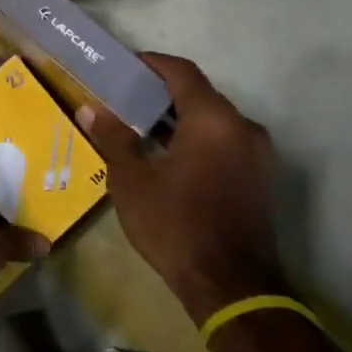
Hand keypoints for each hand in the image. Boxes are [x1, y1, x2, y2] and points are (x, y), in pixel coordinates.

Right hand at [79, 53, 284, 322]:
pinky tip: (168, 156)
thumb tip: (91, 109)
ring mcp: (257, 154)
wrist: (231, 287)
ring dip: (179, 118)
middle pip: (199, 94)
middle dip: (161, 93)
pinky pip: (225, 142)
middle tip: (125, 99)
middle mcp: (242, 127)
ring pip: (213, 120)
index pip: (181, 71)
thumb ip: (114, 138)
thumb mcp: (132, 180)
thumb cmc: (176, 224)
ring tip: (141, 128)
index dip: (150, 64)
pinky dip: (197, 139)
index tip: (123, 68)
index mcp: (213, 119)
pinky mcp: (260, 178)